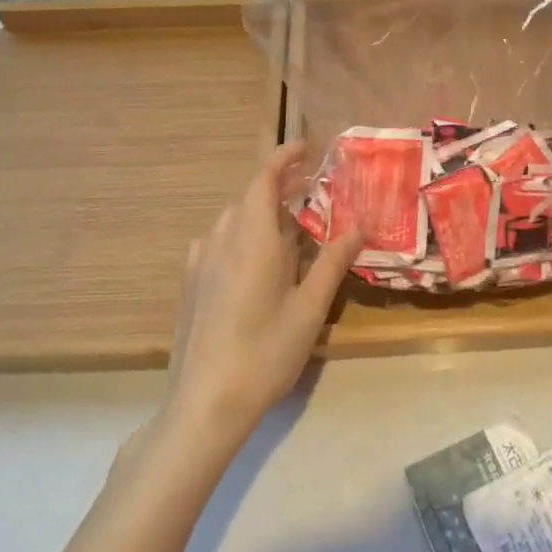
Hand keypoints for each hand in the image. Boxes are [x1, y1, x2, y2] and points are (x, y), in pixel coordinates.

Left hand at [160, 140, 363, 451]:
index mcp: (251, 238)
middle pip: (249, 197)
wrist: (203, 406)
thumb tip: (360, 225)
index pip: (264, 179)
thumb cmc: (264, 353)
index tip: (305, 146)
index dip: (283, 157)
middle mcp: (221, 239)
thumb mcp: (309, 309)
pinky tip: (256, 262)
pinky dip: (242, 234)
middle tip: (311, 190)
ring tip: (290, 227)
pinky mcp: (191, 284)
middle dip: (279, 186)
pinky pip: (218, 241)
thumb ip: (333, 262)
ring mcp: (200, 262)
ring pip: (232, 219)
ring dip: (261, 211)